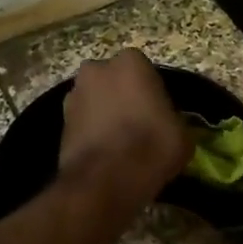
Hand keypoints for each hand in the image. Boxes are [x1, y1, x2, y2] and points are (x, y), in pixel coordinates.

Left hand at [59, 49, 189, 199]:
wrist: (105, 180)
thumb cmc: (151, 147)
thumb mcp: (182, 134)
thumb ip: (173, 119)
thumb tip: (167, 126)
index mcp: (131, 62)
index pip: (146, 71)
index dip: (153, 94)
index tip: (159, 114)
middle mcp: (98, 69)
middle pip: (115, 81)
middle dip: (124, 97)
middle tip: (139, 125)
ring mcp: (74, 94)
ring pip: (97, 100)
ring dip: (105, 114)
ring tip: (120, 143)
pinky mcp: (60, 122)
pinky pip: (84, 122)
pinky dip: (92, 132)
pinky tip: (106, 153)